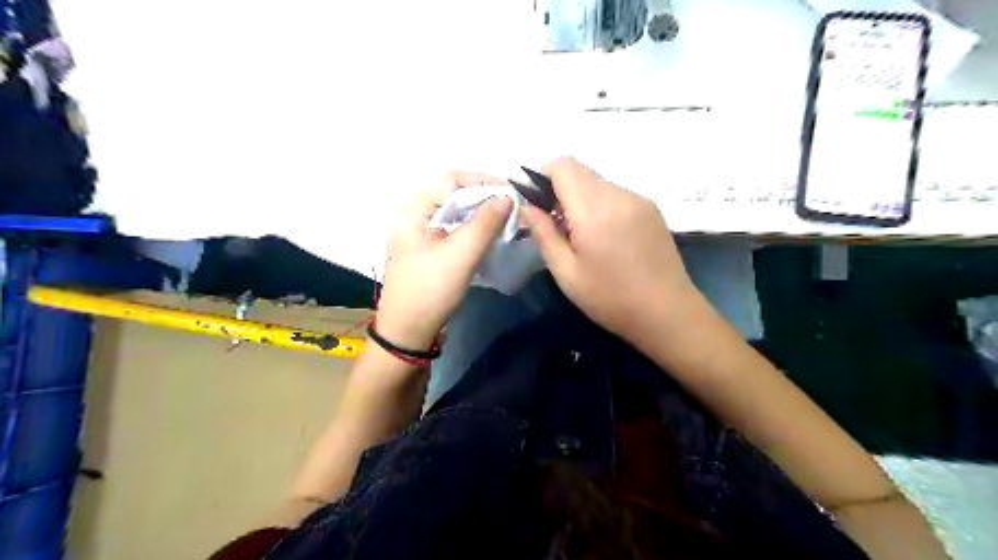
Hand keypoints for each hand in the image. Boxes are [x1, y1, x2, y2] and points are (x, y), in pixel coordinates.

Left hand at [377, 173, 513, 350]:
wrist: (408, 332)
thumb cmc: (429, 291)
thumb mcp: (460, 256)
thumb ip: (484, 224)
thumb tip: (508, 197)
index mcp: (412, 209)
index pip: (450, 179)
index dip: (482, 181)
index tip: (510, 191)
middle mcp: (414, 214)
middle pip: (453, 193)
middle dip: (484, 196)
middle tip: (512, 205)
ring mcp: (420, 233)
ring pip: (455, 212)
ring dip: (481, 212)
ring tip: (506, 218)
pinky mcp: (429, 249)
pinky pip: (455, 228)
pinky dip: (474, 228)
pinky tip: (491, 234)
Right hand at [524, 155, 696, 342]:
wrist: (668, 313)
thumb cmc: (611, 299)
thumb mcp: (566, 273)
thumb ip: (543, 234)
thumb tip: (528, 207)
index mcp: (595, 209)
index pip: (563, 165)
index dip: (543, 176)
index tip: (538, 204)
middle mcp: (619, 194)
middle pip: (580, 171)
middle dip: (560, 191)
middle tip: (558, 227)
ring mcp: (639, 199)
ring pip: (598, 183)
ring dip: (581, 200)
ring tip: (583, 237)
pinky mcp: (651, 209)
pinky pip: (616, 194)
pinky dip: (601, 206)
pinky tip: (606, 239)